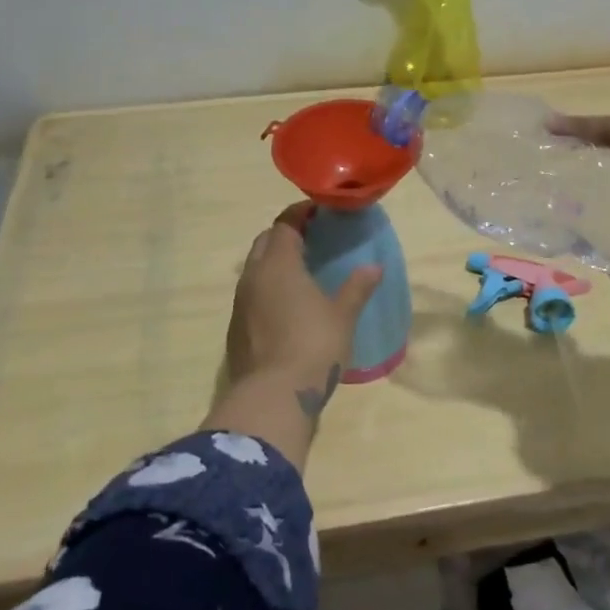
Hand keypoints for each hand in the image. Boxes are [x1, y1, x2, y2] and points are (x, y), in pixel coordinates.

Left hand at [226, 203, 382, 387]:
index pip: (285, 224)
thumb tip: (374, 267)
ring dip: (274, 263)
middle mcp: (253, 277)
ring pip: (255, 269)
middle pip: (265, 242)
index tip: (319, 211)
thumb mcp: (342, 316)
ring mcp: (240, 304)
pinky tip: (287, 305)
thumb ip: (357, 288)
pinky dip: (268, 288)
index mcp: (278, 264)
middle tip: (312, 239)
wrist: (273, 397)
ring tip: (301, 271)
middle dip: (285, 234)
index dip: (301, 213)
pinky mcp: (236, 329)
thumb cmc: (313, 346)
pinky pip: (251, 295)